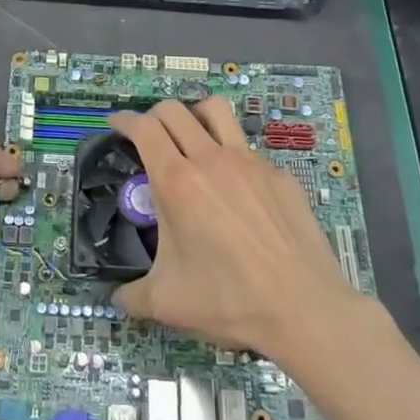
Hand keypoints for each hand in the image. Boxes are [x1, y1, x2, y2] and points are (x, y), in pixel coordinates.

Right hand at [109, 97, 376, 361]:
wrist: (304, 309)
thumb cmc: (228, 300)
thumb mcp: (167, 304)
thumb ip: (132, 296)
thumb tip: (117, 299)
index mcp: (177, 182)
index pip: (143, 128)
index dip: (124, 120)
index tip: (115, 124)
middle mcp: (211, 160)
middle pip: (174, 110)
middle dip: (153, 115)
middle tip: (148, 136)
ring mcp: (250, 163)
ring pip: (216, 111)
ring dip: (195, 115)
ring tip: (190, 138)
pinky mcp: (279, 175)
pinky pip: (247, 150)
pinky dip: (231, 157)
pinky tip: (236, 191)